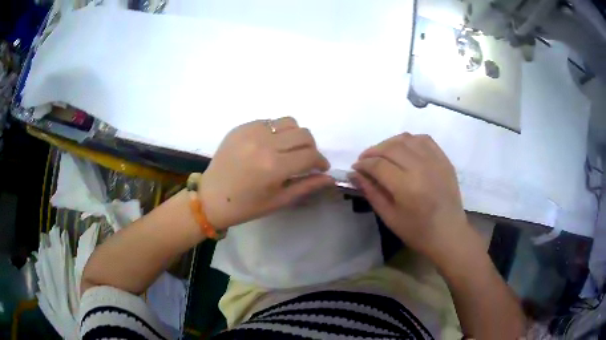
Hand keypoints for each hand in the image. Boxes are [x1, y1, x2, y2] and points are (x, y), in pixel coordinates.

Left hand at [200, 117, 334, 229]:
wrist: (211, 197)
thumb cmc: (246, 206)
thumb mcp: (278, 201)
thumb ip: (306, 186)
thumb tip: (330, 178)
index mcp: (274, 167)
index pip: (310, 155)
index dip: (321, 161)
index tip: (321, 168)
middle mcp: (264, 144)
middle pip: (303, 134)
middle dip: (311, 147)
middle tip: (305, 160)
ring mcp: (251, 132)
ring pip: (288, 122)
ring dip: (295, 135)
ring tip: (288, 149)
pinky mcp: (241, 127)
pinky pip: (268, 121)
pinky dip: (276, 131)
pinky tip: (268, 146)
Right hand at [349, 133, 469, 261]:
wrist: (448, 233)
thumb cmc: (417, 231)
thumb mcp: (389, 217)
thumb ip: (371, 192)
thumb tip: (354, 174)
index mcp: (406, 186)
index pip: (378, 165)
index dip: (363, 164)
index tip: (355, 168)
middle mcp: (421, 168)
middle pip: (391, 148)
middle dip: (373, 151)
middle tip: (365, 160)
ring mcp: (435, 161)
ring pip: (406, 139)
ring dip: (389, 143)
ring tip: (383, 153)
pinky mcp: (444, 159)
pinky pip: (424, 139)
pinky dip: (410, 140)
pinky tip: (404, 149)